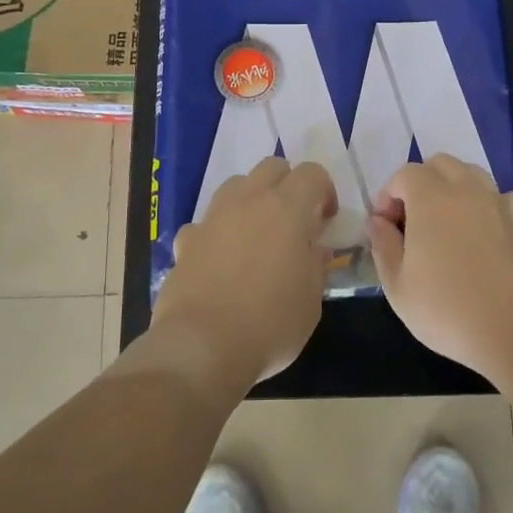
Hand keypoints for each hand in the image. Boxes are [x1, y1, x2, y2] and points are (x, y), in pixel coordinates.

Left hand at [156, 157, 336, 383]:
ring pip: (236, 185)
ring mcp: (213, 217)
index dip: (324, 191)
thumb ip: (315, 266)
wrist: (202, 346)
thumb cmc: (270, 323)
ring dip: (251, 200)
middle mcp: (249, 201)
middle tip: (294, 221)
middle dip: (287, 185)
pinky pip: (206, 223)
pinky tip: (220, 262)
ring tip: (257, 236)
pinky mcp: (186, 240)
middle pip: (271, 167)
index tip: (325, 221)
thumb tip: (314, 250)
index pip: (312, 173)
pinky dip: (217, 233)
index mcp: (287, 209)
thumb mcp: (312, 301)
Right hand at [367, 156, 512, 378]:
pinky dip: (495, 204)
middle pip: (440, 165)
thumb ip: (383, 246)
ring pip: (473, 174)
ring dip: (455, 188)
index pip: (404, 175)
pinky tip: (489, 228)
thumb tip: (379, 222)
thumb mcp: (397, 286)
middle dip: (421, 184)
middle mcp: (466, 190)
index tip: (386, 228)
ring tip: (447, 224)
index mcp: (430, 198)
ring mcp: (498, 204)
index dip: (389, 196)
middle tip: (413, 222)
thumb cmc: (447, 309)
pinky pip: (508, 198)